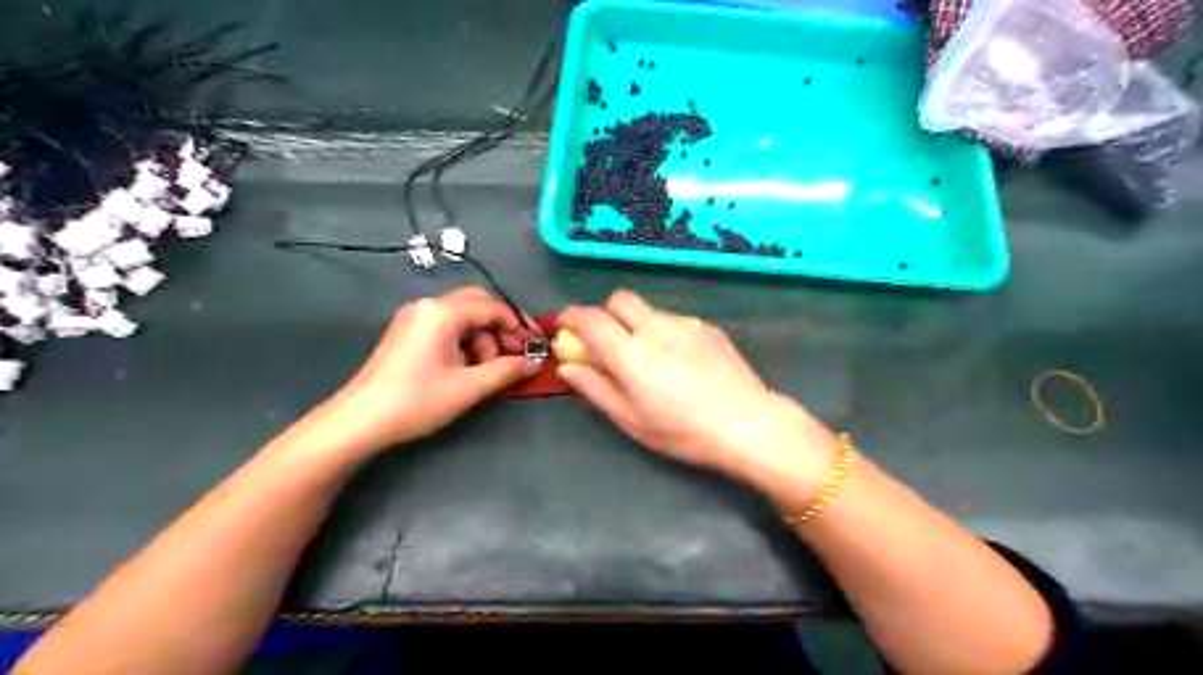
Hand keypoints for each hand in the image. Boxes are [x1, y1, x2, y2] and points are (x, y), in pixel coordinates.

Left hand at [313, 289, 534, 456]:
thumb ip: (507, 370)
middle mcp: (427, 306)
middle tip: (516, 354)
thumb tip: (536, 362)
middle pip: (477, 305)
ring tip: (487, 370)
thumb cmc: (417, 400)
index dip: (519, 325)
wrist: (359, 421)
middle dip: (501, 329)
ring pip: (463, 318)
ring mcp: (414, 318)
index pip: (492, 307)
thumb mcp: (469, 387)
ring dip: (483, 339)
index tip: (536, 345)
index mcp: (442, 312)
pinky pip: (447, 328)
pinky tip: (468, 368)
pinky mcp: (408, 333)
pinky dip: (465, 343)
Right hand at [556, 290, 833, 485]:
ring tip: (651, 360)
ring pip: (648, 310)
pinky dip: (664, 333)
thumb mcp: (630, 419)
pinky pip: (674, 320)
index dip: (570, 317)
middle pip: (619, 299)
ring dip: (637, 325)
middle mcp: (656, 327)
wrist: (747, 424)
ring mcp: (685, 323)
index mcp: (630, 353)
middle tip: (607, 342)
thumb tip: (566, 367)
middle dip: (605, 313)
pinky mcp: (707, 326)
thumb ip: (595, 388)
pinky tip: (680, 363)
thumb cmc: (682, 431)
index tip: (563, 325)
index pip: (590, 319)